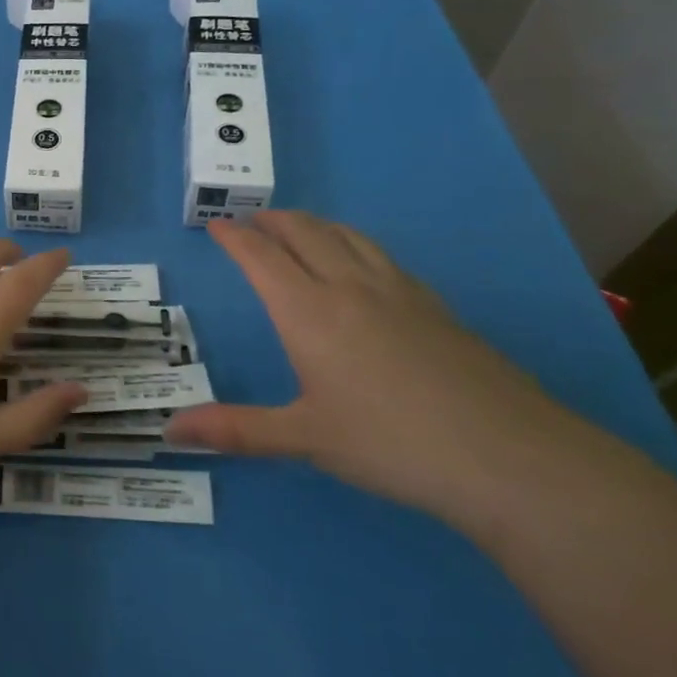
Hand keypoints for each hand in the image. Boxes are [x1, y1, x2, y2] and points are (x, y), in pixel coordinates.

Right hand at [166, 211, 590, 528]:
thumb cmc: (391, 443)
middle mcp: (350, 287)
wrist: (507, 455)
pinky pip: (382, 256)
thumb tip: (170, 430)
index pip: (261, 257)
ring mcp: (399, 292)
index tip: (215, 226)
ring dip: (315, 225)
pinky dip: (354, 245)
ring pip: (348, 237)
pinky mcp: (435, 306)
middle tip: (252, 220)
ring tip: (300, 229)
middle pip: (305, 233)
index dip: (234, 238)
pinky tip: (363, 266)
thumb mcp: (305, 438)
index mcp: (309, 311)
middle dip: (273, 220)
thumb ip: (236, 429)